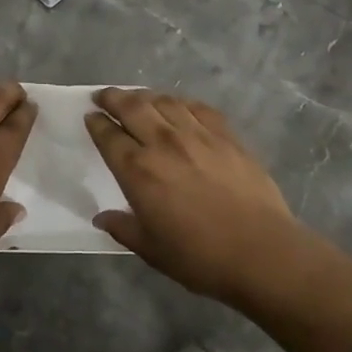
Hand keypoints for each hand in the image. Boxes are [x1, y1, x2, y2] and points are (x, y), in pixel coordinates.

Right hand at [85, 88, 351, 351]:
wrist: (261, 251)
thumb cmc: (199, 257)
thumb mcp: (151, 250)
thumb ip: (123, 228)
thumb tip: (102, 217)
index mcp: (138, 171)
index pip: (109, 136)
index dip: (96, 123)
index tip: (90, 116)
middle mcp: (163, 143)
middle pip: (132, 107)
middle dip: (113, 97)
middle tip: (103, 95)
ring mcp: (197, 135)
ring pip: (164, 101)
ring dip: (145, 95)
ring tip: (138, 97)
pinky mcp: (226, 135)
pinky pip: (198, 107)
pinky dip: (181, 102)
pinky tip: (179, 106)